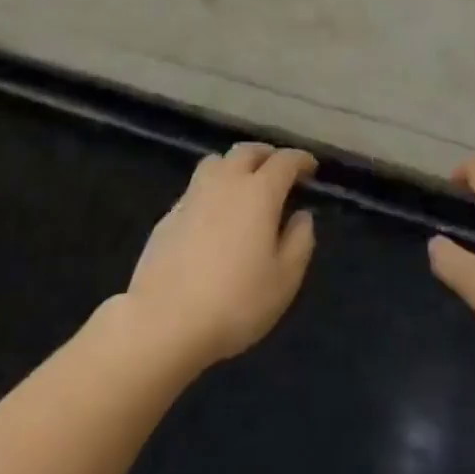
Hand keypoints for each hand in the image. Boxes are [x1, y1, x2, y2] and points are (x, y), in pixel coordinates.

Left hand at [124, 142, 317, 372]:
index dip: (301, 159)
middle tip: (279, 170)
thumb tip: (302, 216)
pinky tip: (213, 215)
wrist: (163, 322)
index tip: (311, 168)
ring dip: (235, 165)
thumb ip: (300, 242)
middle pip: (247, 151)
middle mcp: (226, 183)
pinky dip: (212, 189)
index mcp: (259, 193)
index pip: (284, 161)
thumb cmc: (234, 302)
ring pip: (216, 162)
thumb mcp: (284, 281)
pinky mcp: (168, 216)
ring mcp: (192, 196)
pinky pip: (196, 187)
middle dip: (267, 155)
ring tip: (244, 185)